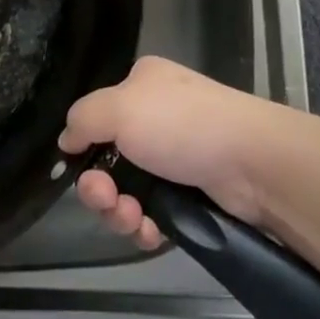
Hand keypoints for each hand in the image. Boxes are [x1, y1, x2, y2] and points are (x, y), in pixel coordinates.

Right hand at [58, 57, 287, 249]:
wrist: (254, 163)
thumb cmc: (182, 124)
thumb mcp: (119, 108)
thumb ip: (83, 119)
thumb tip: (65, 138)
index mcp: (142, 85)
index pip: (99, 116)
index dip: (85, 147)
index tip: (80, 169)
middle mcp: (157, 117)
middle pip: (110, 160)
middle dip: (100, 188)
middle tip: (107, 200)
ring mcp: (177, 158)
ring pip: (129, 192)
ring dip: (121, 212)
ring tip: (133, 220)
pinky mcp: (194, 194)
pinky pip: (155, 215)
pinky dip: (146, 227)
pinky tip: (151, 233)